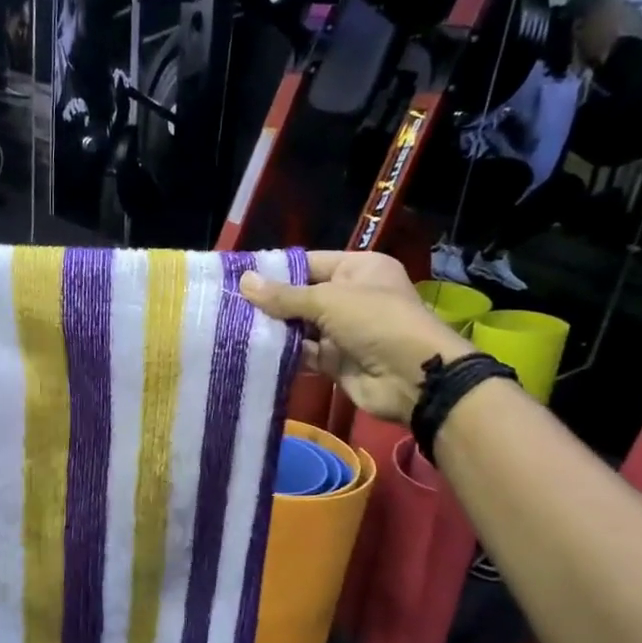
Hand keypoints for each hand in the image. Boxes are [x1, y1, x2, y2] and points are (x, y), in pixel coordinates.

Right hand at [240, 251, 469, 424]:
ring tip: (232, 327)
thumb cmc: (375, 322)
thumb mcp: (328, 300)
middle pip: (302, 296)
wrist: (413, 378)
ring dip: (274, 329)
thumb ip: (284, 296)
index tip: (239, 277)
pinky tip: (253, 351)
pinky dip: (284, 354)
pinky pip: (305, 354)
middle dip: (270, 302)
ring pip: (301, 327)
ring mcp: (344, 331)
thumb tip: (244, 281)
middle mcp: (352, 297)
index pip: (309, 263)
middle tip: (228, 304)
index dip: (276, 270)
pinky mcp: (337, 361)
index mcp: (359, 269)